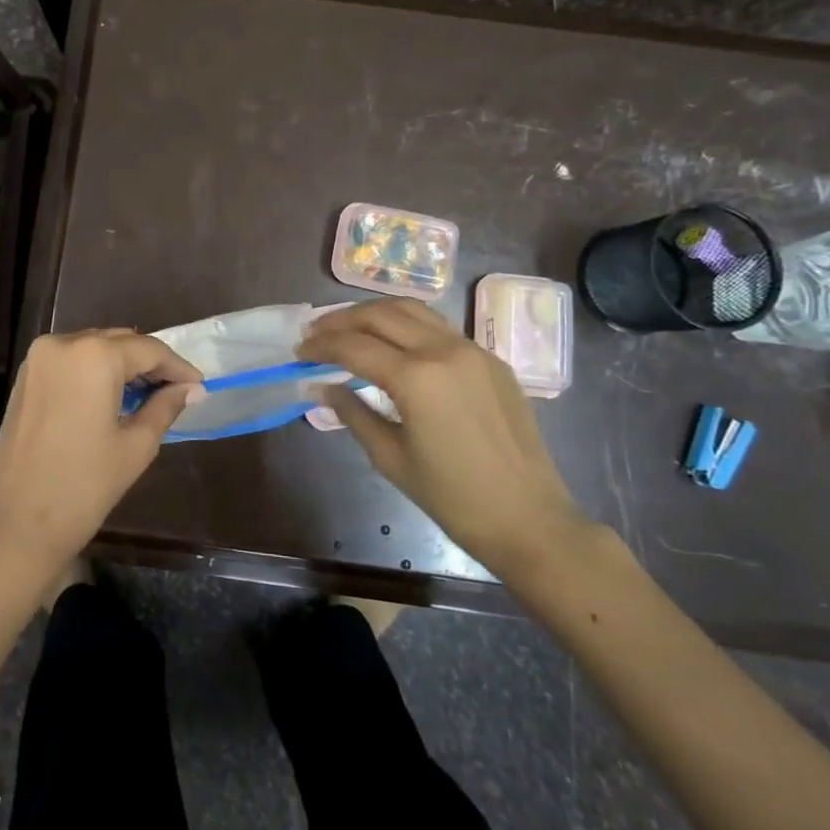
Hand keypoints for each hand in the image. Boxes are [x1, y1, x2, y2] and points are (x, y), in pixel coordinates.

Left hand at [0, 329, 200, 598]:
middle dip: (150, 363)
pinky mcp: (26, 375)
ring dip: (123, 364)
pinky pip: (71, 360)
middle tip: (178, 389)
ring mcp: (39, 357)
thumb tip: (191, 388)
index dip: (177, 366)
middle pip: (120, 342)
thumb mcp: (136, 445)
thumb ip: (165, 406)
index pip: (148, 349)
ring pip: (94, 347)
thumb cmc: (84, 487)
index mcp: (94, 355)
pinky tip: (114, 394)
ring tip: (150, 392)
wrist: (17, 526)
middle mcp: (63, 343)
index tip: (199, 384)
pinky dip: (96, 370)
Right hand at [298, 299, 591, 582]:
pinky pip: (440, 328)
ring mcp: (473, 350)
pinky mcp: (491, 359)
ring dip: (375, 313)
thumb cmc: (454, 499)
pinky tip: (394, 343)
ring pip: (413, 310)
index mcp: (416, 378)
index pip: (354, 346)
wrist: (531, 520)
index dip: (321, 346)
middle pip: (381, 314)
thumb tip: (323, 386)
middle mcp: (444, 350)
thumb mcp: (391, 458)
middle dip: (342, 320)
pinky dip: (407, 325)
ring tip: (349, 327)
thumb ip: (353, 413)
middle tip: (316, 333)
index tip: (298, 352)